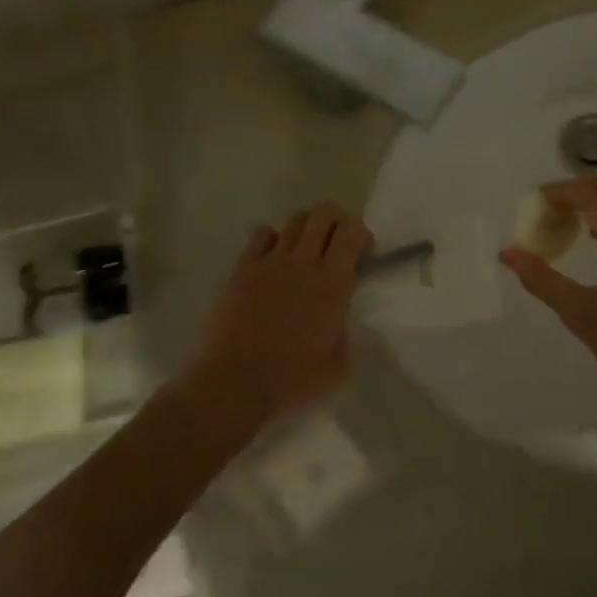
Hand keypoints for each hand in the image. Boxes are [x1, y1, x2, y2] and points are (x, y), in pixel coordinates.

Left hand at [178, 203, 374, 427]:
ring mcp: (270, 262)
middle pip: (323, 213)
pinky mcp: (243, 269)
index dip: (360, 232)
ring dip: (307, 229)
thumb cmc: (291, 381)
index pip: (350, 231)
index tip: (362, 251)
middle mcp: (303, 263)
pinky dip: (273, 239)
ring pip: (294, 221)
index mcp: (333, 284)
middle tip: (337, 244)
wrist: (233, 383)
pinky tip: (274, 260)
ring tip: (306, 252)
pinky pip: (262, 235)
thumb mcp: (337, 367)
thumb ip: (344, 335)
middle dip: (336, 220)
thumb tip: (338, 319)